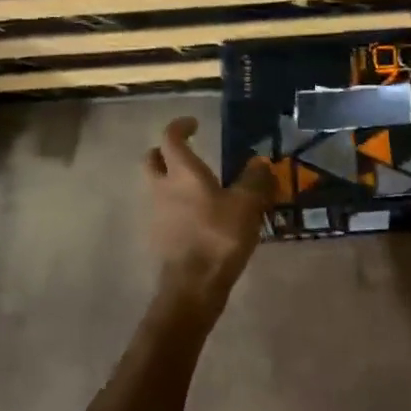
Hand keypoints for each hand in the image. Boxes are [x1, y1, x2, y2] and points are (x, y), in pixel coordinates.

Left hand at [144, 117, 271, 305]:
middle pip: (152, 160)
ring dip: (171, 181)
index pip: (170, 138)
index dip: (180, 126)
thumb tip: (258, 162)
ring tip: (201, 188)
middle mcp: (162, 188)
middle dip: (165, 152)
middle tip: (186, 153)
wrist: (193, 285)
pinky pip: (164, 211)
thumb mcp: (247, 204)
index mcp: (182, 173)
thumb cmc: (219, 236)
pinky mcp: (158, 237)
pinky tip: (199, 216)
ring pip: (156, 187)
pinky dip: (176, 206)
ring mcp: (156, 214)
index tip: (195, 124)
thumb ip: (254, 179)